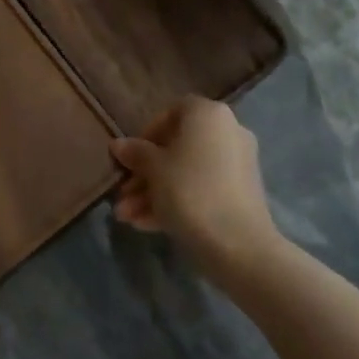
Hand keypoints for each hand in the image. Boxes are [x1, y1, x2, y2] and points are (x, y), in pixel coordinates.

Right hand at [111, 96, 282, 279]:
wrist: (239, 245)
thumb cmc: (190, 191)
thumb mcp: (153, 169)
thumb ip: (135, 153)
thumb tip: (118, 145)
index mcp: (208, 114)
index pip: (172, 112)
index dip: (147, 134)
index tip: (131, 158)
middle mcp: (227, 132)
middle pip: (177, 148)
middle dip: (146, 173)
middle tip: (122, 195)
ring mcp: (236, 165)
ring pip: (186, 173)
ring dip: (155, 193)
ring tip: (126, 217)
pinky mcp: (240, 195)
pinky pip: (202, 190)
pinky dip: (176, 202)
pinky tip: (146, 225)